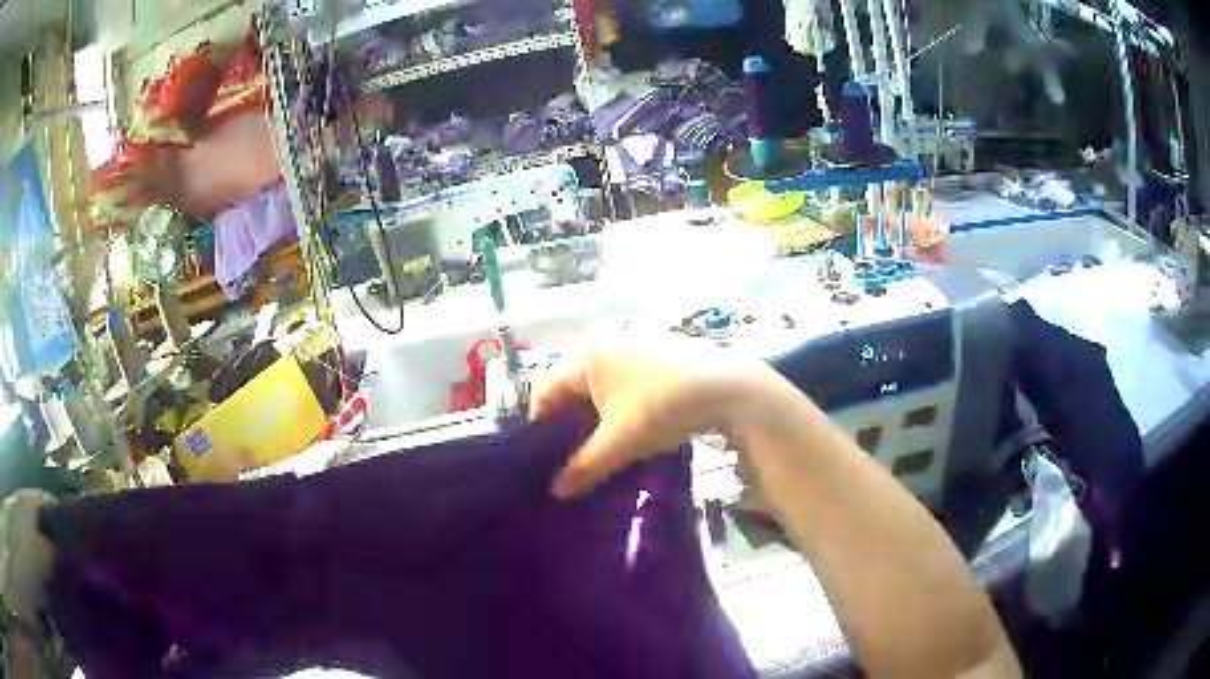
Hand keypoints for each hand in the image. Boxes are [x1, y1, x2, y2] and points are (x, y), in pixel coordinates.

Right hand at [531, 332, 772, 498]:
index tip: (544, 459)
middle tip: (571, 458)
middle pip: (572, 388)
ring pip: (601, 388)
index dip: (541, 426)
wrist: (729, 387)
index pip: (546, 390)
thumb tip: (556, 491)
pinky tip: (633, 431)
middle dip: (570, 425)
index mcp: (587, 355)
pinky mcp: (660, 355)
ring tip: (602, 450)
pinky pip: (626, 383)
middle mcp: (606, 343)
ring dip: (597, 418)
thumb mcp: (620, 442)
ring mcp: (635, 346)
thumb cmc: (663, 407)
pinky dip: (621, 407)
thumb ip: (583, 467)